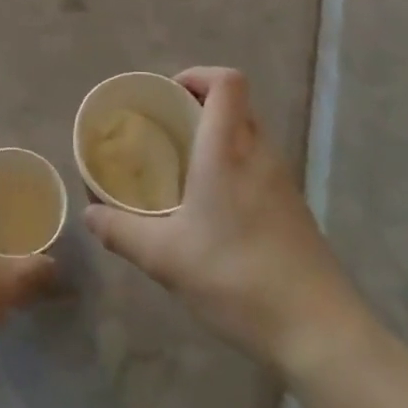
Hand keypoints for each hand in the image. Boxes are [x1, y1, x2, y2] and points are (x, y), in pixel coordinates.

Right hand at [84, 68, 377, 385]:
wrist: (319, 332)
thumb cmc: (236, 278)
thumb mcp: (165, 258)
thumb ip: (121, 231)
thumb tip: (89, 214)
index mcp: (228, 151)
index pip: (227, 82)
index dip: (198, 75)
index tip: (168, 94)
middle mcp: (260, 155)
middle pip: (238, 104)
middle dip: (202, 105)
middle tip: (167, 129)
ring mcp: (283, 182)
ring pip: (250, 136)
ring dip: (219, 137)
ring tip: (184, 167)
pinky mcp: (295, 210)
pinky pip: (260, 167)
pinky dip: (236, 167)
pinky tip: (214, 208)